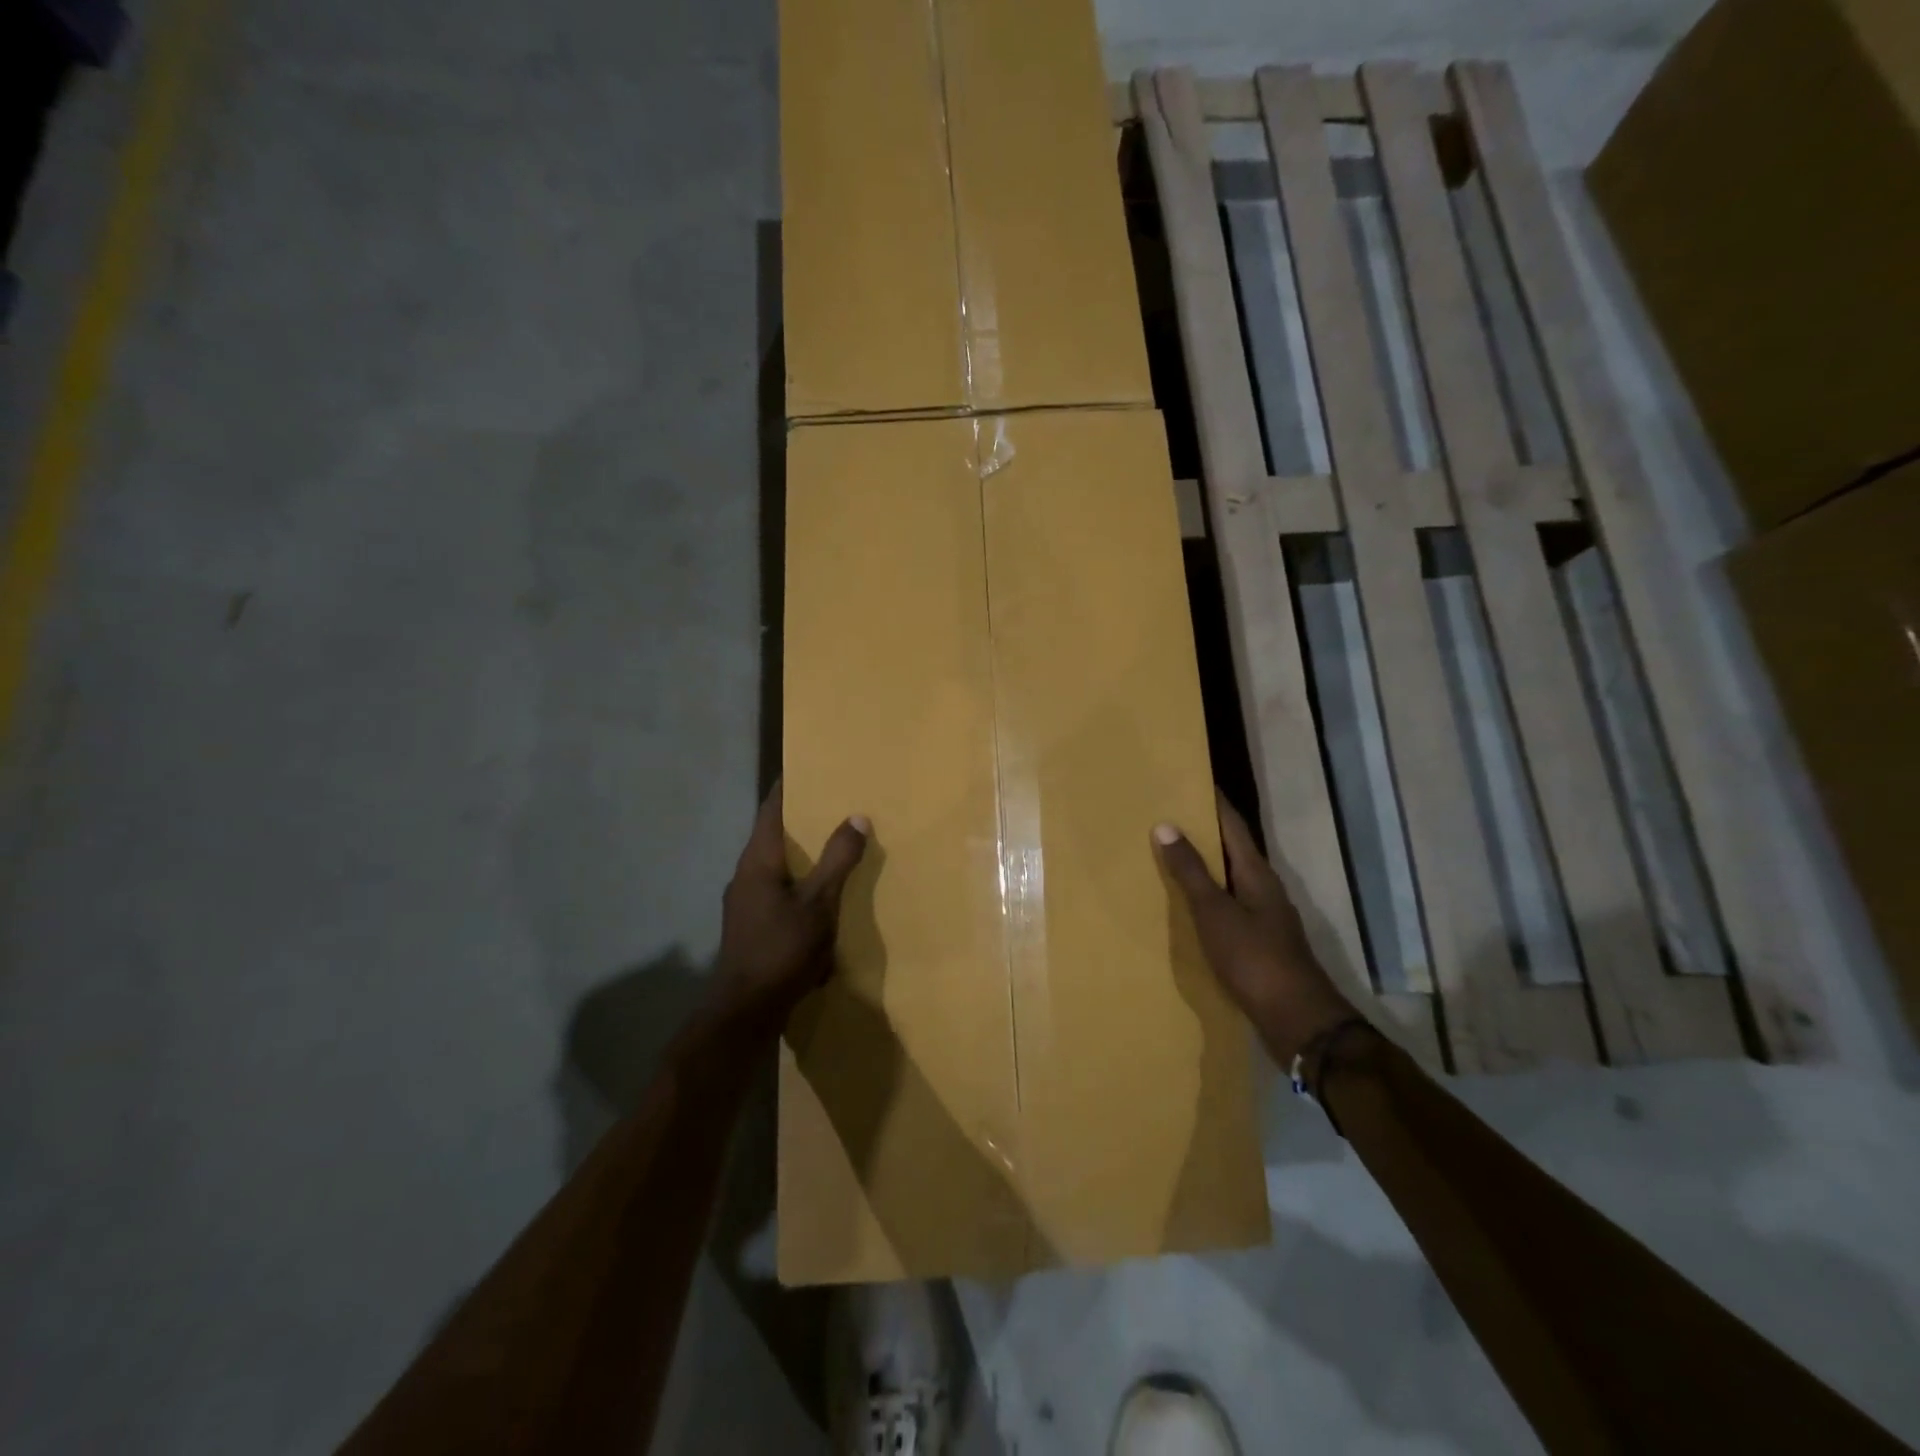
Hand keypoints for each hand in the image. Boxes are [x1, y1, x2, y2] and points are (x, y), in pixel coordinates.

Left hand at [714, 783, 869, 1025]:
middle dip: (798, 820)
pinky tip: (820, 896)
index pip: (770, 810)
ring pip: (775, 866)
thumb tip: (857, 816)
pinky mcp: (751, 927)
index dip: (786, 788)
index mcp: (757, 862)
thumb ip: (838, 860)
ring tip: (832, 846)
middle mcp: (745, 876)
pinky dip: (799, 882)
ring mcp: (745, 904)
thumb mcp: (819, 903)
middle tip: (831, 804)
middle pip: (771, 836)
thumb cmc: (781, 949)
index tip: (806, 768)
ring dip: (800, 854)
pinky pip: (778, 892)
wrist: (745, 1011)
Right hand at [1154, 792, 1356, 1064]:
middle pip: (1232, 850)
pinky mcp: (1259, 944)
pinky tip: (1186, 906)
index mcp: (1257, 874)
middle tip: (1166, 814)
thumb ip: (1191, 872)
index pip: (1233, 825)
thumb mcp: (1216, 912)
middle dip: (1203, 831)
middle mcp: (1264, 889)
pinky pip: (1228, 906)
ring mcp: (1264, 918)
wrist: (1297, 1020)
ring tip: (1169, 855)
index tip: (1189, 779)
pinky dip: (1206, 897)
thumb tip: (1166, 825)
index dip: (1213, 801)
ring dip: (1204, 865)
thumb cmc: (1255, 960)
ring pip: (1229, 879)